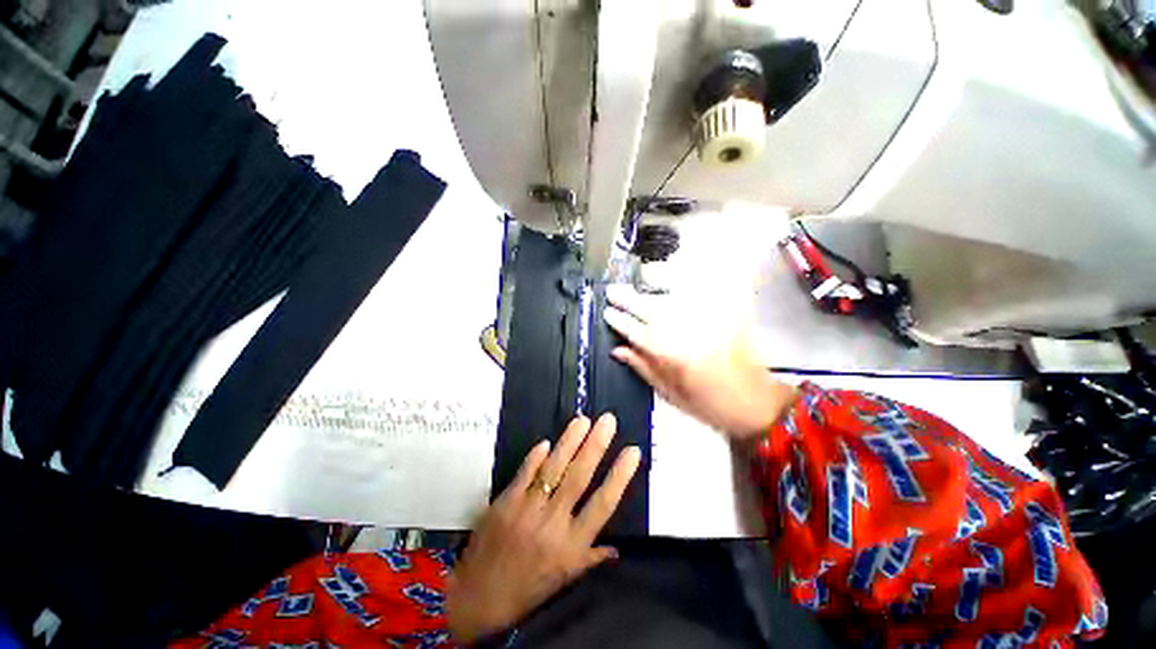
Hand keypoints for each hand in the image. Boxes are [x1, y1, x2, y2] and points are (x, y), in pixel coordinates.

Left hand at [447, 415, 640, 643]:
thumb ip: (590, 558)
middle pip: (579, 477)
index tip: (632, 451)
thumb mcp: (563, 580)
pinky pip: (524, 473)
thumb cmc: (527, 589)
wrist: (478, 598)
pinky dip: (535, 457)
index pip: (603, 504)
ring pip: (553, 469)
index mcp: (572, 546)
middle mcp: (553, 524)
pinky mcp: (505, 502)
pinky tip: (547, 441)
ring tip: (583, 420)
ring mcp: (527, 510)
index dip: (620, 476)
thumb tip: (617, 549)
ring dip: (570, 441)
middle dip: (596, 445)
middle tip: (608, 421)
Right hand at [604, 284, 797, 440]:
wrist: (755, 400)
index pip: (635, 331)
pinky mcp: (725, 311)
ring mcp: (706, 318)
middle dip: (627, 298)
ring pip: (673, 293)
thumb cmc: (708, 404)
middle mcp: (686, 331)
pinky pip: (704, 289)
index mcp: (671, 355)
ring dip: (653, 282)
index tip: (606, 311)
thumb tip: (617, 349)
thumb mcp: (670, 394)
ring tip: (641, 277)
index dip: (618, 320)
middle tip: (612, 290)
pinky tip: (676, 277)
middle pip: (649, 307)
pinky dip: (689, 280)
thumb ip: (642, 367)